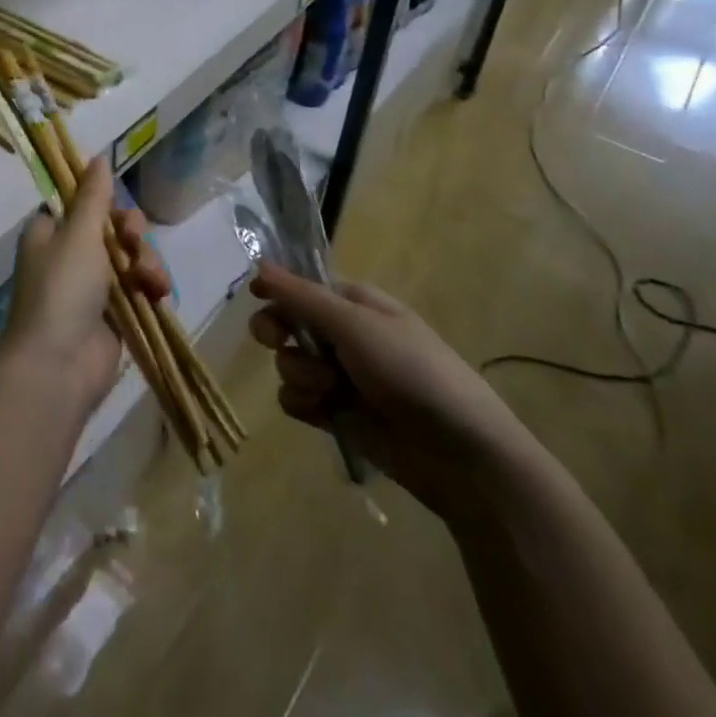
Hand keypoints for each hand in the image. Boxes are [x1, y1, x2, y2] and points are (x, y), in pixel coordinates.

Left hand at [0, 158, 170, 411]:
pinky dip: (151, 286)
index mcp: (51, 233)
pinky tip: (159, 293)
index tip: (117, 206)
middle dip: (132, 233)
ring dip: (146, 262)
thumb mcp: (78, 233)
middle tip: (133, 242)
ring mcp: (93, 286)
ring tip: (149, 280)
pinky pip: (140, 286)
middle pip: (113, 227)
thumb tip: (98, 156)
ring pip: (132, 256)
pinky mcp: (115, 313)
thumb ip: (94, 196)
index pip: (82, 203)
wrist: (59, 366)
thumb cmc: (62, 289)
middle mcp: (70, 255)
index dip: (105, 203)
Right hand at [249, 264, 536, 518]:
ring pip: (289, 364)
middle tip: (276, 341)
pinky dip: (304, 405)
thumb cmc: (411, 371)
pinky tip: (324, 413)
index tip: (257, 297)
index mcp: (354, 304)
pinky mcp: (336, 414)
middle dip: (279, 333)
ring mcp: (340, 377)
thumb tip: (259, 263)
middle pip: (287, 324)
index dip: (278, 291)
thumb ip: (302, 296)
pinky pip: (297, 400)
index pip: (302, 287)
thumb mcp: (355, 324)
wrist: (458, 452)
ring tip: (330, 390)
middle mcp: (344, 336)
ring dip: (300, 375)